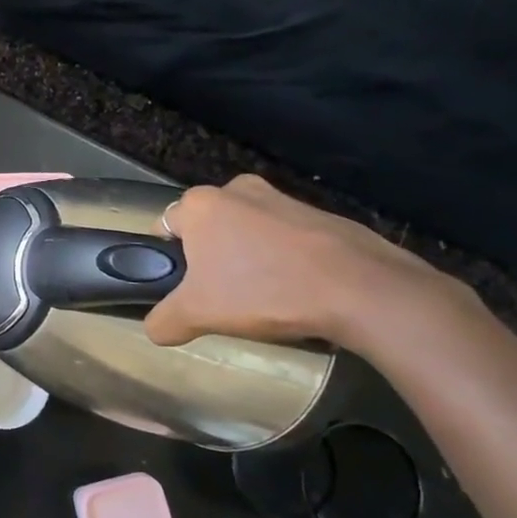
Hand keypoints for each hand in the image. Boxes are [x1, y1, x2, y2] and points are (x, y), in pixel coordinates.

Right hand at [143, 175, 461, 350]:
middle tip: (223, 297)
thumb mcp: (198, 315)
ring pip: (247, 232)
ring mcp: (282, 197)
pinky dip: (284, 260)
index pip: (165, 227)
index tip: (187, 290)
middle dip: (211, 260)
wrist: (361, 289)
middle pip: (208, 229)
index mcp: (200, 203)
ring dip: (248, 259)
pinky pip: (285, 238)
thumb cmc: (264, 291)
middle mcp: (236, 189)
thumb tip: (155, 328)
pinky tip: (297, 291)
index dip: (170, 261)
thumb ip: (163, 320)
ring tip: (264, 298)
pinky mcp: (319, 214)